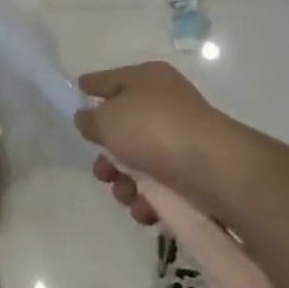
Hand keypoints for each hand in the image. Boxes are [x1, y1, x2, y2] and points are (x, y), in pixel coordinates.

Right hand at [75, 61, 260, 224]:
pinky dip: (148, 199)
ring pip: (139, 162)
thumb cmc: (153, 128)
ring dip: (124, 183)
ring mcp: (180, 139)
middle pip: (123, 128)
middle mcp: (165, 104)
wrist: (211, 167)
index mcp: (146, 79)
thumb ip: (90, 119)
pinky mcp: (192, 173)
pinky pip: (160, 186)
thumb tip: (89, 119)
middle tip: (102, 171)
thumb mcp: (107, 118)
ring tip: (125, 194)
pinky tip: (145, 208)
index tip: (77, 95)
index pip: (111, 79)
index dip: (91, 87)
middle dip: (107, 156)